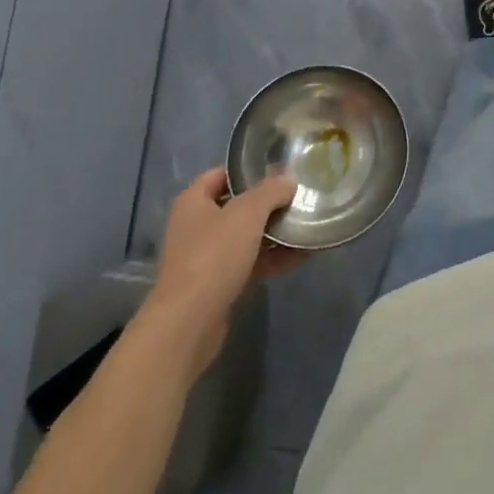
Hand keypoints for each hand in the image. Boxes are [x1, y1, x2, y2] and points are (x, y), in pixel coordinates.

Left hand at [143, 167, 302, 375]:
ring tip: (305, 227)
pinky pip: (248, 262)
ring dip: (273, 233)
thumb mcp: (247, 214)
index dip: (248, 170)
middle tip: (298, 198)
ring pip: (244, 236)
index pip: (221, 174)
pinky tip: (299, 256)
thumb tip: (288, 179)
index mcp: (193, 202)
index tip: (279, 171)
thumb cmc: (214, 256)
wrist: (189, 323)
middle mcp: (195, 225)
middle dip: (267, 204)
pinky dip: (270, 258)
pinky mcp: (216, 283)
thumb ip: (271, 191)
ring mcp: (204, 257)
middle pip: (236, 206)